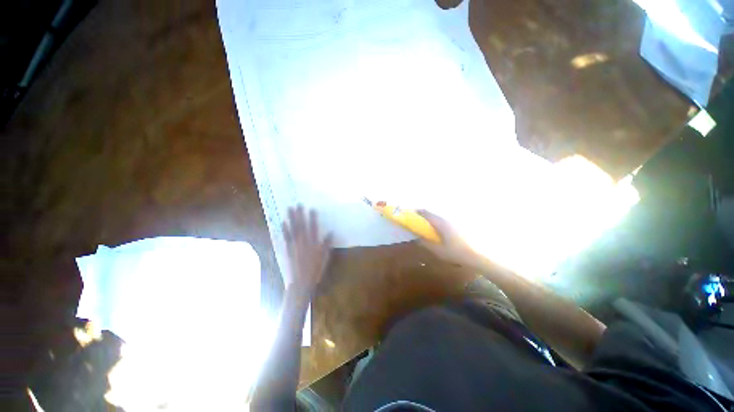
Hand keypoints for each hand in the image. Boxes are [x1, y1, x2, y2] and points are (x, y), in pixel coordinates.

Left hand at [283, 205, 333, 295]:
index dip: (313, 218)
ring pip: (292, 228)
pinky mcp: (287, 249)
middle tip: (298, 204)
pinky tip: (282, 222)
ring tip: (289, 208)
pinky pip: (285, 237)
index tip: (312, 208)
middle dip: (300, 214)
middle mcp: (303, 242)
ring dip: (291, 218)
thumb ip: (327, 245)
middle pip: (301, 225)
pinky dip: (284, 229)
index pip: (313, 227)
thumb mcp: (324, 258)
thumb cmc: (315, 270)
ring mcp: (294, 245)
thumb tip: (330, 233)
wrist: (300, 282)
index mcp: (313, 243)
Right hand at [416, 210, 482, 269]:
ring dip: (434, 219)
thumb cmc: (458, 253)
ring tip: (431, 227)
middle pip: (434, 213)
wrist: (482, 255)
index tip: (411, 214)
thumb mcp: (439, 251)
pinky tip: (443, 231)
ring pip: (441, 216)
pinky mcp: (462, 224)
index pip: (426, 213)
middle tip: (420, 222)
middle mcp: (448, 218)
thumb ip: (426, 244)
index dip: (417, 212)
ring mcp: (456, 220)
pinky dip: (442, 222)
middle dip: (425, 216)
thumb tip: (418, 238)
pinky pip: (448, 220)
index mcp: (441, 223)